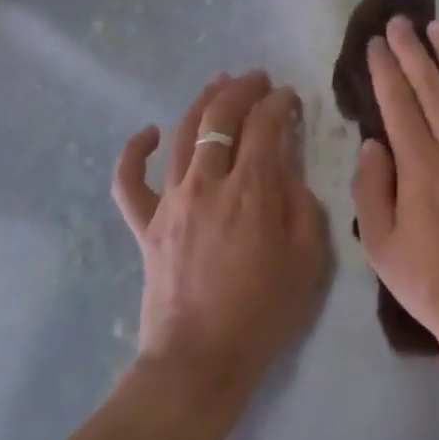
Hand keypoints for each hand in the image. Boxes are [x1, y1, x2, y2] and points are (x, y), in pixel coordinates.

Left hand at [112, 72, 328, 404]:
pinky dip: (135, 152)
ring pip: (182, 135)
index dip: (279, 103)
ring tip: (218, 85)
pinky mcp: (145, 225)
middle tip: (257, 79)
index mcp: (252, 190)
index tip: (290, 97)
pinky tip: (147, 133)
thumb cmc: (264, 311)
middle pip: (220, 119)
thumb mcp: (308, 257)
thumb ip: (301, 203)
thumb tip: (286, 172)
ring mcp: (171, 202)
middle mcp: (208, 183)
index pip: (265, 126)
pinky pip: (130, 181)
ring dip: (202, 103)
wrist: (200, 360)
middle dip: (241, 90)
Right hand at [352, 15, 438, 355]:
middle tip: (401, 21)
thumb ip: (370, 188)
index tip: (375, 43)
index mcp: (421, 169)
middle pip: (433, 87)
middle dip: (413, 51)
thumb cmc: (429, 282)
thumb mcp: (380, 246)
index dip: (385, 69)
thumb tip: (373, 142)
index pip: (398, 104)